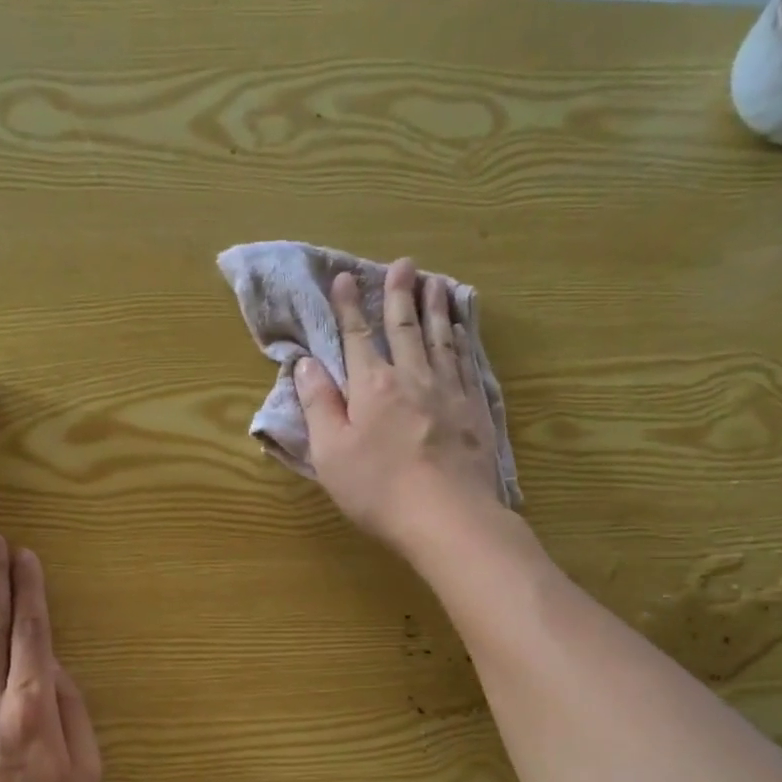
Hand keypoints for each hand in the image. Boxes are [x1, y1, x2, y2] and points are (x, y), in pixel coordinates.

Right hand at [294, 258, 505, 550]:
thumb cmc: (377, 489)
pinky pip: (467, 362)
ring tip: (435, 283)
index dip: (347, 307)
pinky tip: (462, 330)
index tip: (342, 278)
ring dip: (436, 308)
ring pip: (441, 338)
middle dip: (399, 294)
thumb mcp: (331, 452)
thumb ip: (318, 405)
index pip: (356, 338)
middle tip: (403, 264)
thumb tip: (307, 364)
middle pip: (404, 328)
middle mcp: (412, 377)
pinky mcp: (475, 410)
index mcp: (372, 387)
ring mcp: (449, 391)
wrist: (446, 516)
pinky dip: (462, 340)